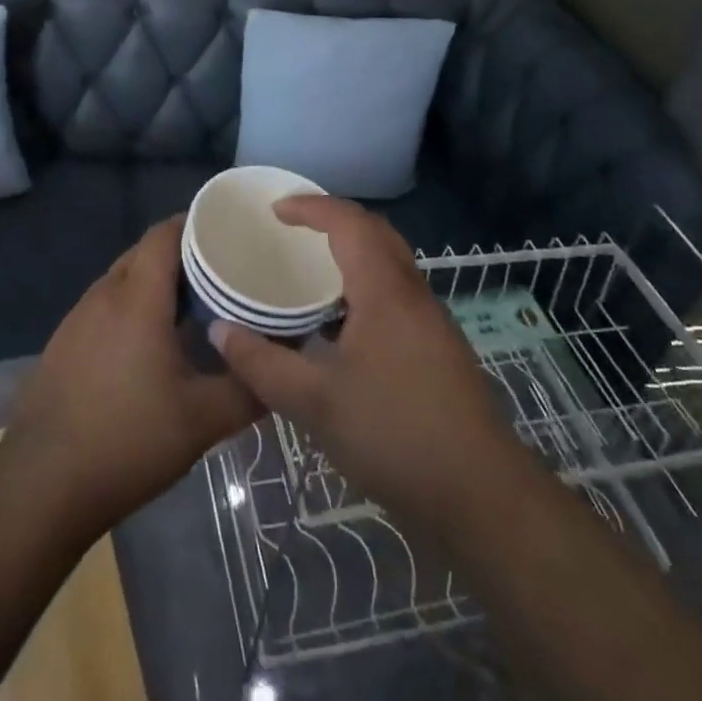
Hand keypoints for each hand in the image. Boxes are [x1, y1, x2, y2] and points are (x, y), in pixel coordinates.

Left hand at [0, 218, 260, 537]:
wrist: (41, 486)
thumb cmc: (127, 441)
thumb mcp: (202, 420)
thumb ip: (248, 388)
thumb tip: (281, 367)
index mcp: (137, 298)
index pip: (164, 233)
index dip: (196, 223)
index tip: (229, 232)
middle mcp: (104, 295)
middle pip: (144, 252)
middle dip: (182, 254)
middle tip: (221, 272)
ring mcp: (78, 318)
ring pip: (123, 279)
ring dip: (155, 282)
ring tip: (193, 304)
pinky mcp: (63, 343)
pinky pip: (106, 305)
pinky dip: (132, 306)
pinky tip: (150, 343)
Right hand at [209, 197, 522, 534]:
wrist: (480, 493)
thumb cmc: (394, 435)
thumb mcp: (314, 404)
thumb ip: (262, 365)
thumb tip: (220, 330)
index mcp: (384, 289)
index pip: (348, 222)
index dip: (311, 207)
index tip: (275, 210)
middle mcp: (411, 292)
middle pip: (374, 232)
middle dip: (333, 219)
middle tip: (293, 229)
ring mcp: (430, 320)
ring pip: (389, 262)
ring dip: (351, 252)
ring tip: (311, 271)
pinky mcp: (438, 347)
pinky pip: (395, 291)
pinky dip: (364, 285)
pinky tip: (341, 325)